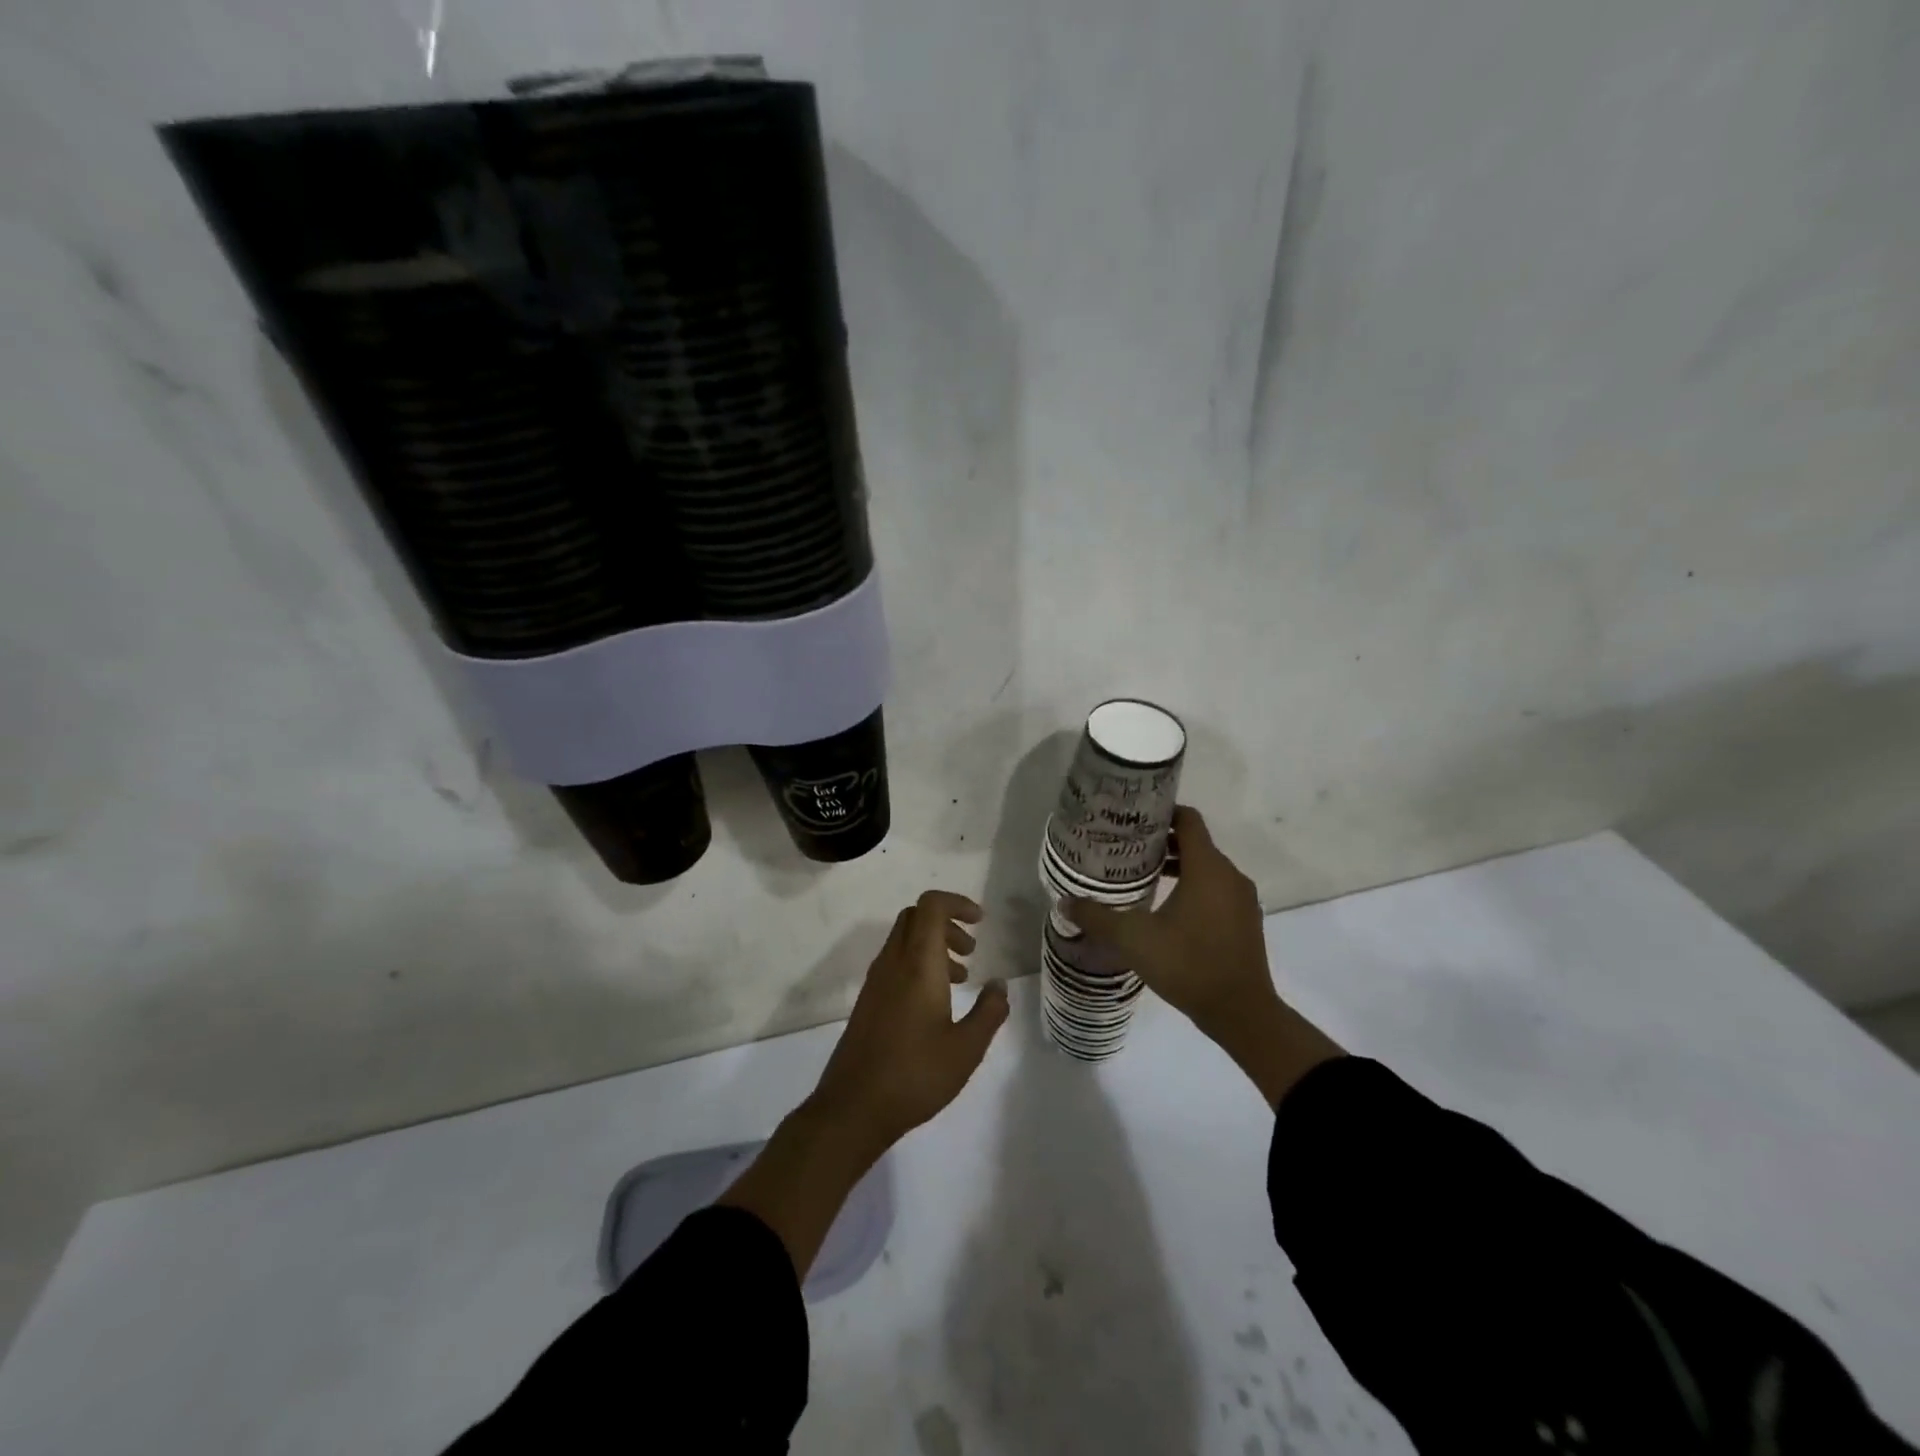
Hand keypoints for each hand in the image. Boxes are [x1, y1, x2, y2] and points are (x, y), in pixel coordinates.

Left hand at [721, 892, 1007, 1277]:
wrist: (853, 1108)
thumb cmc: (915, 1075)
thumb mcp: (967, 1048)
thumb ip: (989, 1012)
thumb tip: (999, 985)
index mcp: (917, 963)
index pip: (931, 906)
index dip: (957, 902)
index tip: (981, 921)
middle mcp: (893, 963)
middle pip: (916, 917)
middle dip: (947, 923)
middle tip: (971, 950)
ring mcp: (876, 981)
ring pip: (904, 939)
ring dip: (934, 945)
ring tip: (961, 979)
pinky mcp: (868, 1001)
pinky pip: (895, 962)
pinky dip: (918, 964)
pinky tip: (935, 1003)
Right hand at [1066, 806, 1275, 1040]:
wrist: (1241, 1013)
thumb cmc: (1187, 964)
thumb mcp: (1133, 940)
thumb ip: (1097, 917)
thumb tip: (1064, 902)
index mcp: (1207, 868)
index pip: (1188, 820)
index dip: (1162, 813)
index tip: (1134, 820)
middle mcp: (1230, 876)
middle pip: (1196, 843)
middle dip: (1162, 842)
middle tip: (1127, 849)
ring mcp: (1242, 900)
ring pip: (1207, 868)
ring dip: (1178, 867)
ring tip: (1141, 878)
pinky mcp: (1246, 921)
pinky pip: (1217, 890)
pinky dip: (1194, 888)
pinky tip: (1167, 910)